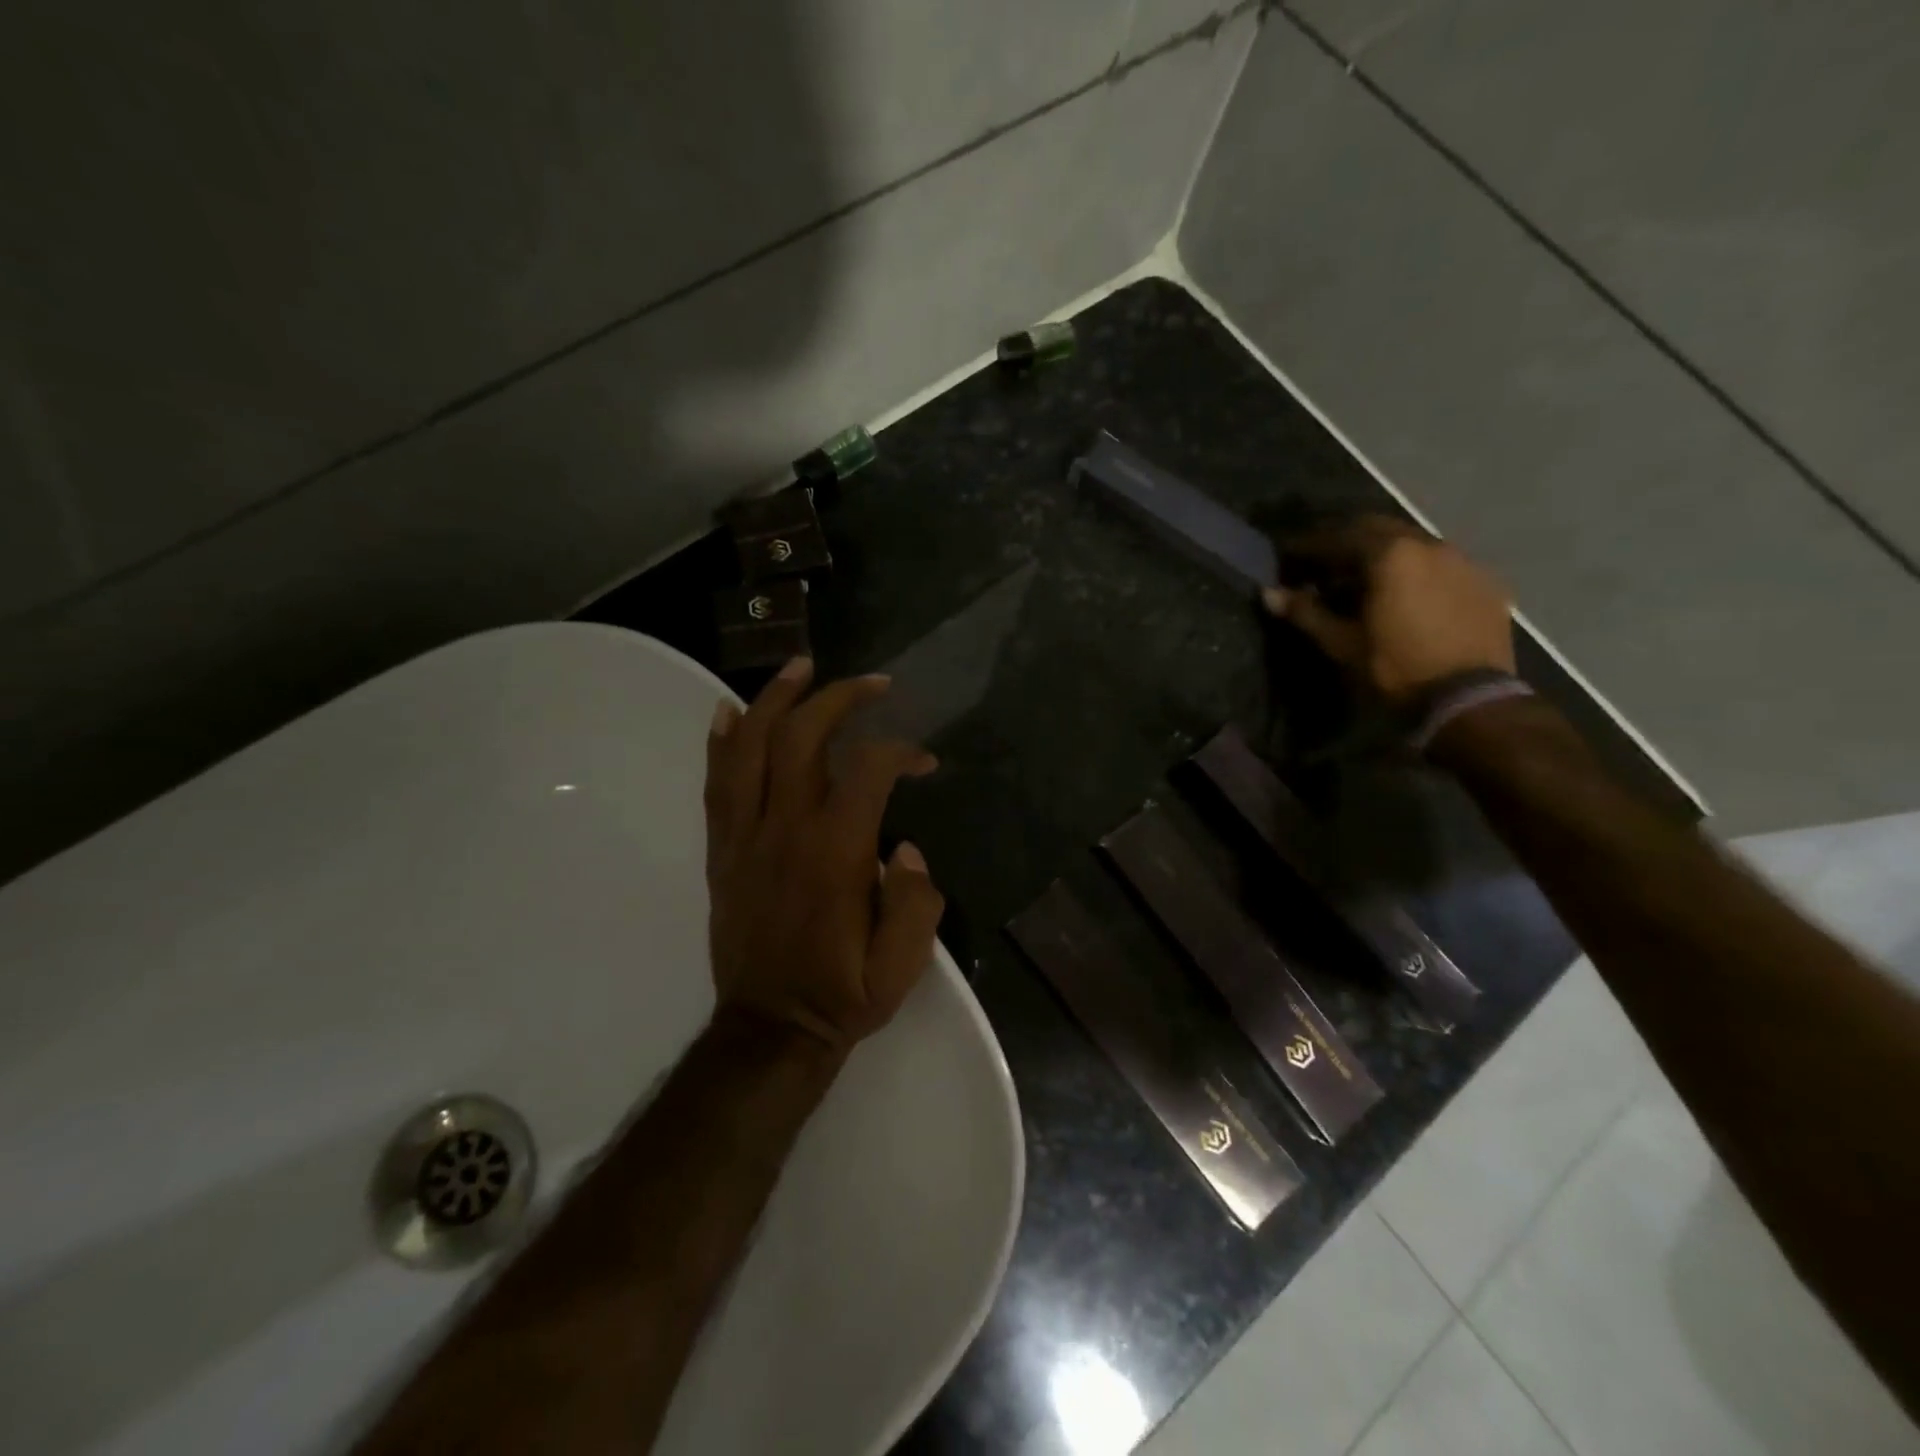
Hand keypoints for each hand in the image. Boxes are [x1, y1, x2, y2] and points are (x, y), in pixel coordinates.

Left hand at [703, 657, 945, 1053]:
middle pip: (803, 737)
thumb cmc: (841, 995)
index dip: (902, 751)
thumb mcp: (901, 965)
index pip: (869, 769)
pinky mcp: (722, 851)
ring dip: (775, 700)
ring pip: (751, 748)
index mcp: (835, 852)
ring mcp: (745, 837)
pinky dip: (723, 743)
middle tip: (872, 683)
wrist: (769, 1030)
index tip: (924, 761)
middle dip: (840, 698)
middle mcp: (785, 829)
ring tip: (799, 667)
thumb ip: (916, 901)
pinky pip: (716, 785)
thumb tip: (905, 849)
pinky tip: (730, 712)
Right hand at [1264, 516, 1515, 700]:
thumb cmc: (1395, 668)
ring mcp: (1463, 561)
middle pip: (1380, 529)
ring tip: (1367, 580)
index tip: (1289, 555)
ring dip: (1386, 554)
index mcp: (1391, 555)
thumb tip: (1269, 593)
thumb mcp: (1342, 643)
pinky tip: (1409, 595)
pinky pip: (1443, 564)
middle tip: (1325, 564)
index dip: (1310, 545)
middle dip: (1349, 541)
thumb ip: (1306, 612)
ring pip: (1414, 543)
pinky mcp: (1486, 582)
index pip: (1340, 537)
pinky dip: (1418, 571)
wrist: (1469, 698)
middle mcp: (1429, 545)